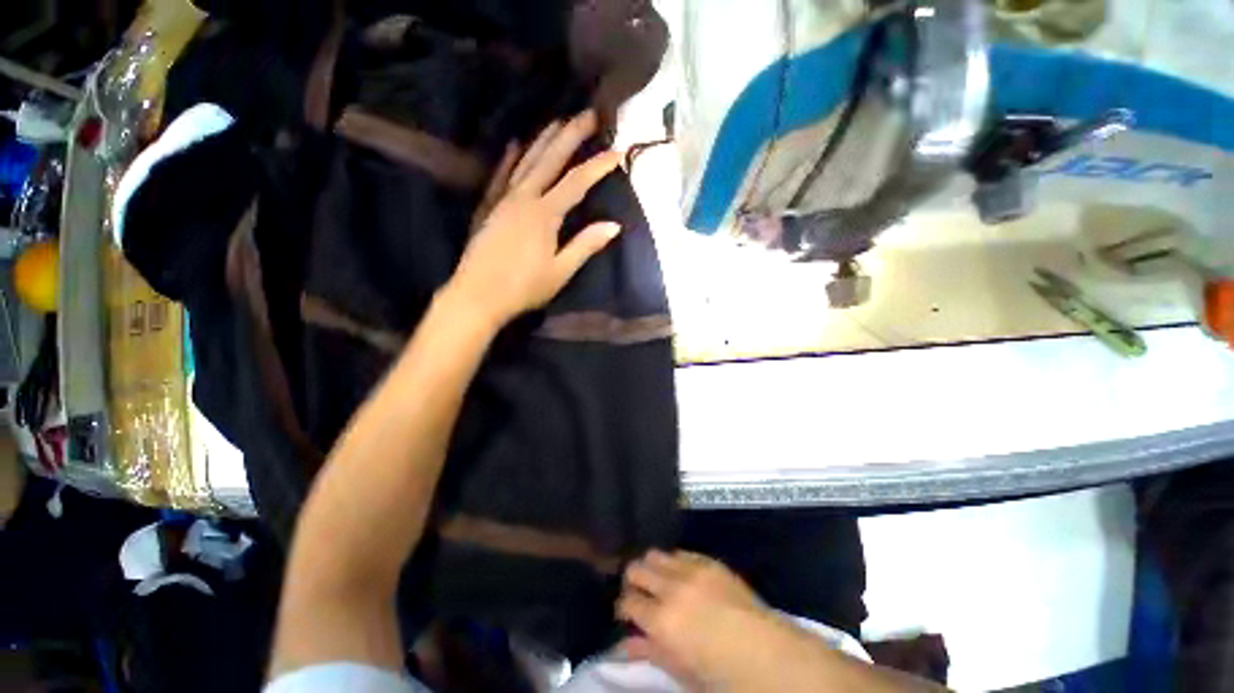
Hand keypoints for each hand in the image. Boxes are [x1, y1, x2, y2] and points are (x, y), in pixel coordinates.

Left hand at [445, 110, 622, 328]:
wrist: (477, 295)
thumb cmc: (523, 288)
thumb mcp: (560, 271)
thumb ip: (586, 245)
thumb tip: (614, 225)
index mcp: (544, 215)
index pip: (577, 183)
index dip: (598, 166)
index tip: (619, 152)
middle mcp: (523, 198)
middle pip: (550, 160)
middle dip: (570, 136)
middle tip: (587, 114)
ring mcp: (502, 199)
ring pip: (526, 161)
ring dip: (543, 139)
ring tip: (558, 121)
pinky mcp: (488, 207)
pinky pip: (500, 175)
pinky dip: (509, 158)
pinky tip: (516, 144)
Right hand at [618, 550, 780, 687]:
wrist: (767, 652)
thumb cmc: (722, 673)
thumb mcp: (681, 671)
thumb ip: (649, 653)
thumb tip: (622, 646)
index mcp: (662, 621)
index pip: (628, 601)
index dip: (624, 607)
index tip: (627, 614)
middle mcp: (672, 588)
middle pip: (637, 569)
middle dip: (633, 582)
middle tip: (640, 596)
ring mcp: (691, 570)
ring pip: (656, 555)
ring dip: (652, 568)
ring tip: (660, 583)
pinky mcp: (709, 561)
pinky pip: (681, 552)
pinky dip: (675, 562)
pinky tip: (682, 576)